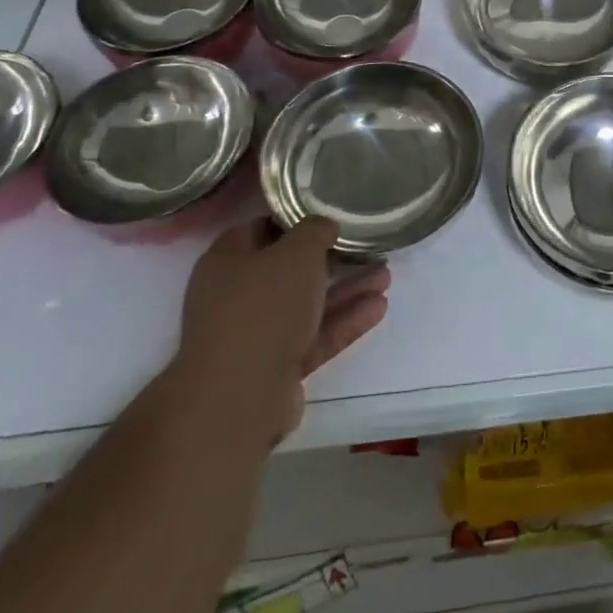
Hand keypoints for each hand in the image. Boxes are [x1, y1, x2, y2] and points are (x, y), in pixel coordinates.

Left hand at [173, 217, 389, 445]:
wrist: (238, 399)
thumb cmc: (263, 307)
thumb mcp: (298, 252)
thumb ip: (315, 230)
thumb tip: (323, 226)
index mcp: (227, 261)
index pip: (262, 227)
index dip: (296, 218)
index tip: (330, 212)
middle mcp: (235, 296)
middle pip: (288, 269)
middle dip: (330, 258)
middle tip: (365, 245)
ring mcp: (254, 336)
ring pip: (306, 304)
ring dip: (345, 290)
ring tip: (386, 275)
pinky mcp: (275, 369)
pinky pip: (314, 336)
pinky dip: (343, 321)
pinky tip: (379, 307)